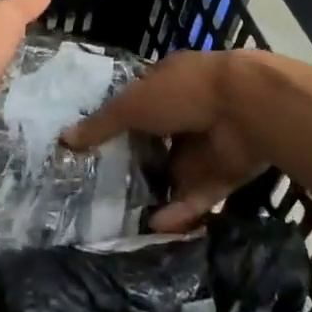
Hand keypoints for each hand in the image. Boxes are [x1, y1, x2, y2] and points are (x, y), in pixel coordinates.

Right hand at [63, 48, 275, 231]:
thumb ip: (102, 124)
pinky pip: (196, 197)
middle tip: (102, 192)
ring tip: (122, 220)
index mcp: (167, 84)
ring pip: (175, 174)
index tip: (92, 149)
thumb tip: (65, 139)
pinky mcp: (223, 174)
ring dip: (155, 194)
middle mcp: (186, 112)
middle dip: (135, 165)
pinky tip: (154, 227)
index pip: (137, 104)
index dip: (117, 123)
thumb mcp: (133, 104)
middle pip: (155, 143)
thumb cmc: (184, 93)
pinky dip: (178, 212)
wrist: (247, 109)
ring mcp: (206, 145)